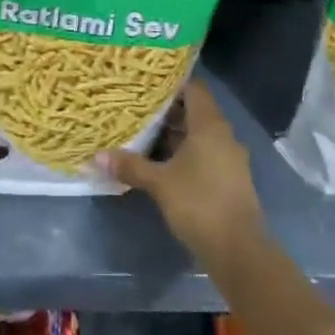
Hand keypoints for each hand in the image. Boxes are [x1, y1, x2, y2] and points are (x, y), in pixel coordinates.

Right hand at [99, 79, 266, 267]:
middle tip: (138, 109)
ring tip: (145, 134)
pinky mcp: (230, 179)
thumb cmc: (199, 203)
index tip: (147, 85)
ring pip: (200, 135)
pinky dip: (186, 154)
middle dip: (168, 111)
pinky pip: (206, 154)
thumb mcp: (159, 183)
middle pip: (195, 112)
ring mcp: (230, 158)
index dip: (172, 84)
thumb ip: (131, 166)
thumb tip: (97, 156)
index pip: (194, 89)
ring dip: (176, 135)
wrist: (238, 250)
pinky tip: (164, 164)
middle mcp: (223, 135)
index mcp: (210, 125)